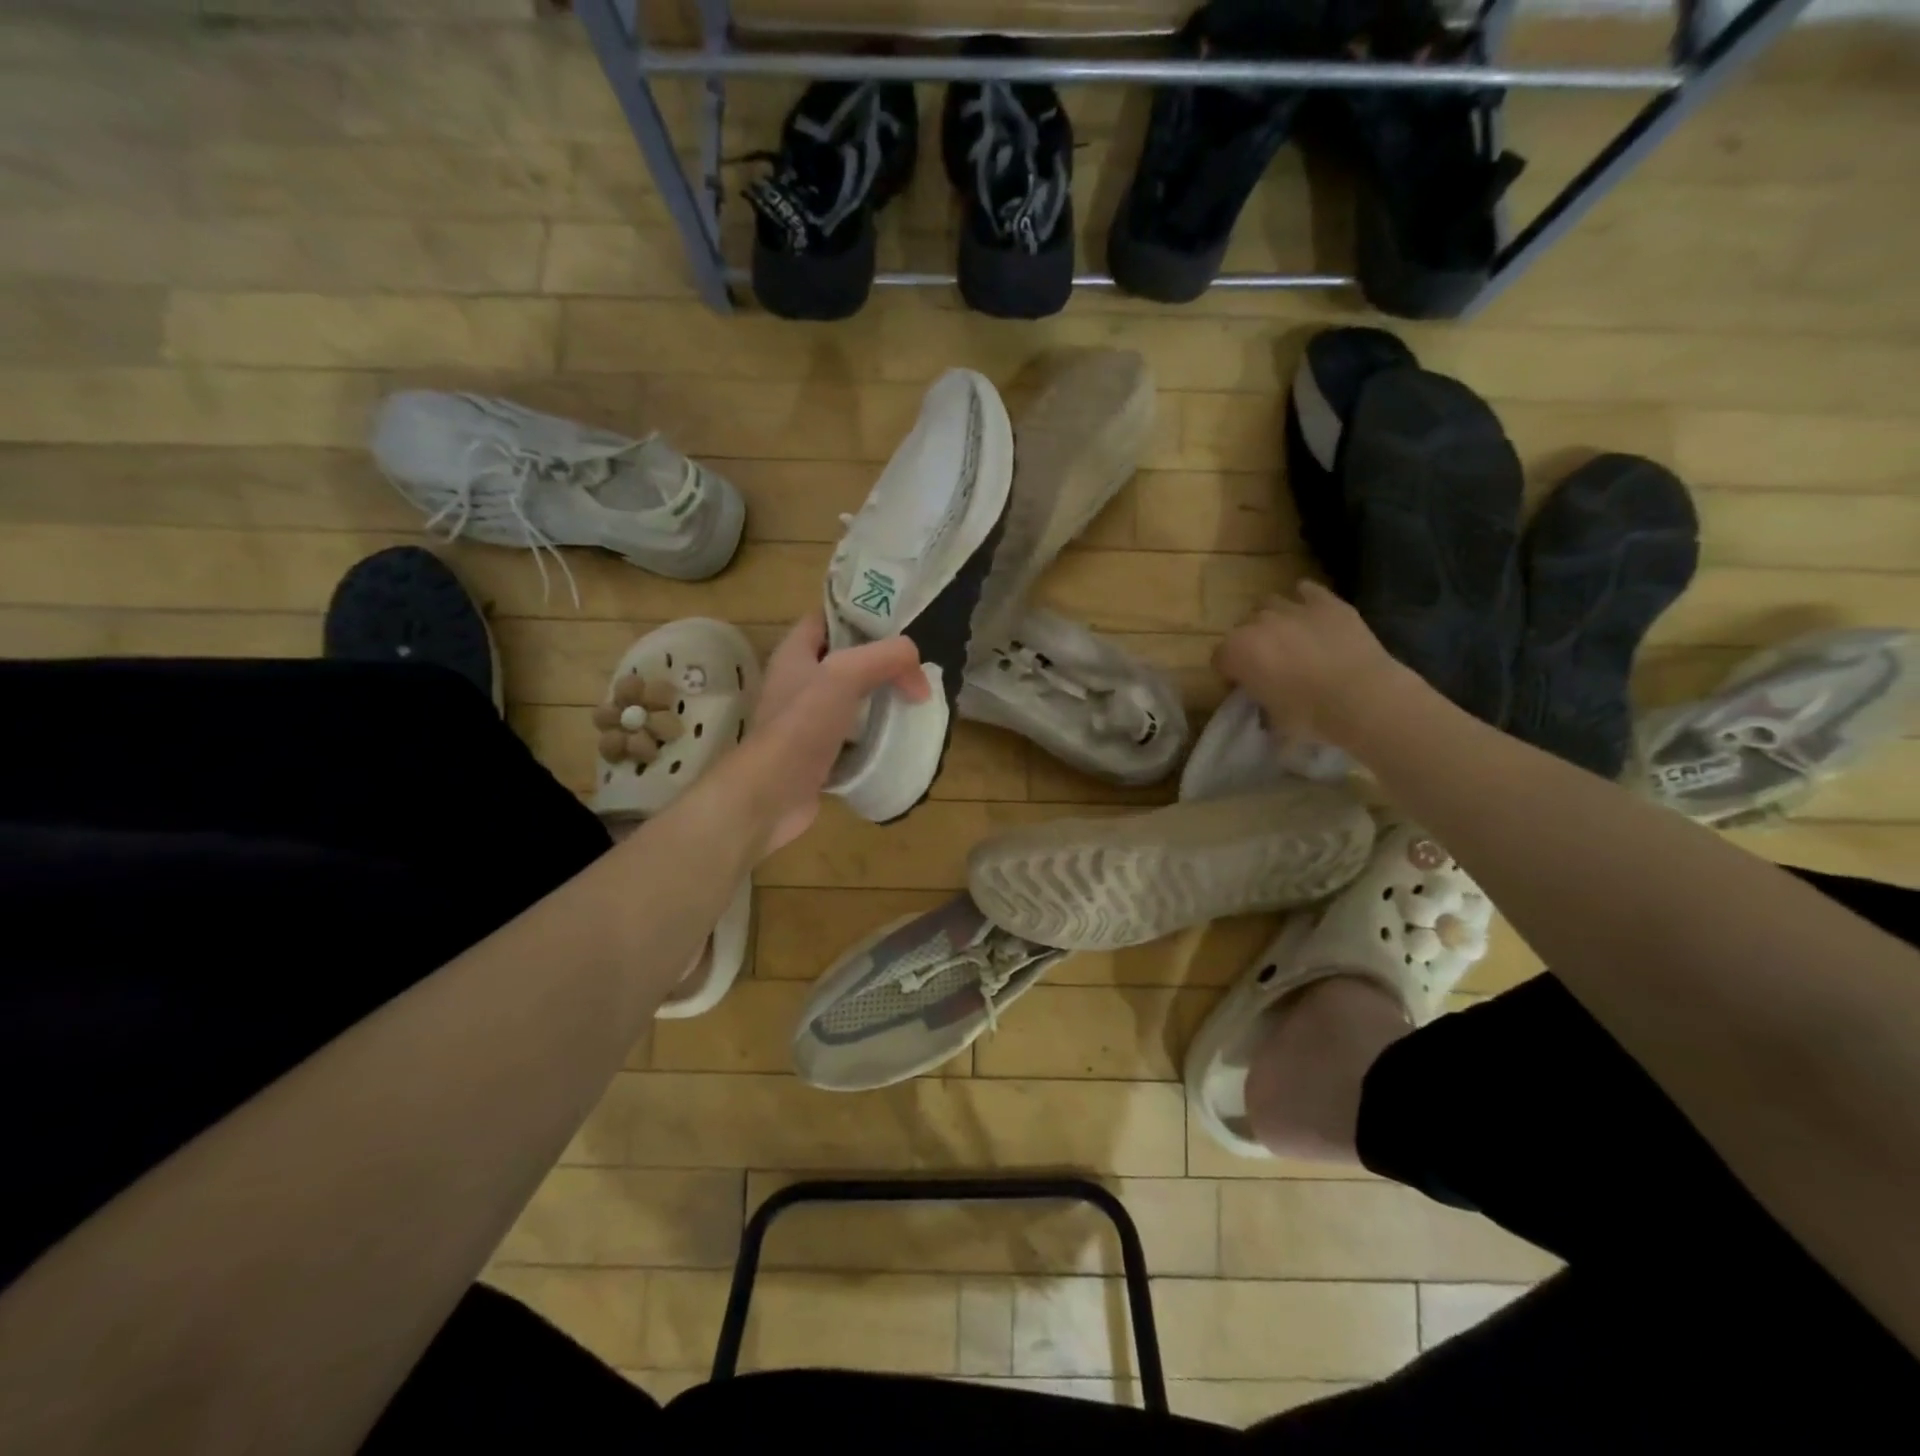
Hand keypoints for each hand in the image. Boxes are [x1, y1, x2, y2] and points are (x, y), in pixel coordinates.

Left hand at [728, 611, 930, 855]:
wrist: (772, 794)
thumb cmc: (802, 724)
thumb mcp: (846, 674)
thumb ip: (887, 658)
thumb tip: (919, 675)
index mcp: (796, 652)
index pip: (828, 617)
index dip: (861, 613)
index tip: (899, 623)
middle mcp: (798, 681)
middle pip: (846, 658)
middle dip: (881, 661)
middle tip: (916, 668)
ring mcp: (806, 719)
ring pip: (852, 698)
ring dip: (881, 699)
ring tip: (915, 700)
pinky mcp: (818, 752)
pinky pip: (853, 734)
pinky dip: (875, 734)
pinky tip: (899, 736)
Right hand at [1213, 581, 1413, 746]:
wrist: (1362, 697)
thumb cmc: (1310, 715)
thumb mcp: (1273, 718)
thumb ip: (1261, 702)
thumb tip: (1265, 701)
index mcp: (1237, 651)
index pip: (1220, 658)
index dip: (1230, 673)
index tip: (1244, 687)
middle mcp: (1258, 624)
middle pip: (1242, 628)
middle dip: (1250, 643)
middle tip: (1267, 664)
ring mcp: (1293, 609)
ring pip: (1270, 604)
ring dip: (1272, 619)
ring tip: (1288, 638)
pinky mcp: (1326, 603)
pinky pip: (1307, 591)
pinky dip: (1305, 599)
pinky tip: (1311, 614)